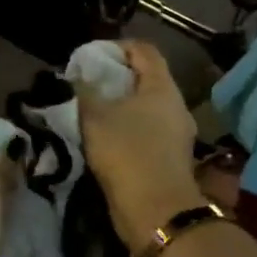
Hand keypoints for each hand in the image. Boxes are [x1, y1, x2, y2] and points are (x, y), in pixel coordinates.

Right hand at [77, 42, 202, 253]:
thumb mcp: (94, 116)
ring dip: (122, 105)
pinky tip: (107, 138)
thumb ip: (85, 89)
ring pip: (147, 106)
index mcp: (161, 87)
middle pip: (147, 78)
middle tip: (89, 83)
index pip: (144, 50)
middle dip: (117, 77)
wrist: (155, 210)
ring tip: (93, 112)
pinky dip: (128, 126)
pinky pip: (148, 129)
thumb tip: (79, 73)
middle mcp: (175, 104)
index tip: (92, 56)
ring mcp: (177, 132)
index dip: (118, 46)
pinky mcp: (171, 156)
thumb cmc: (125, 152)